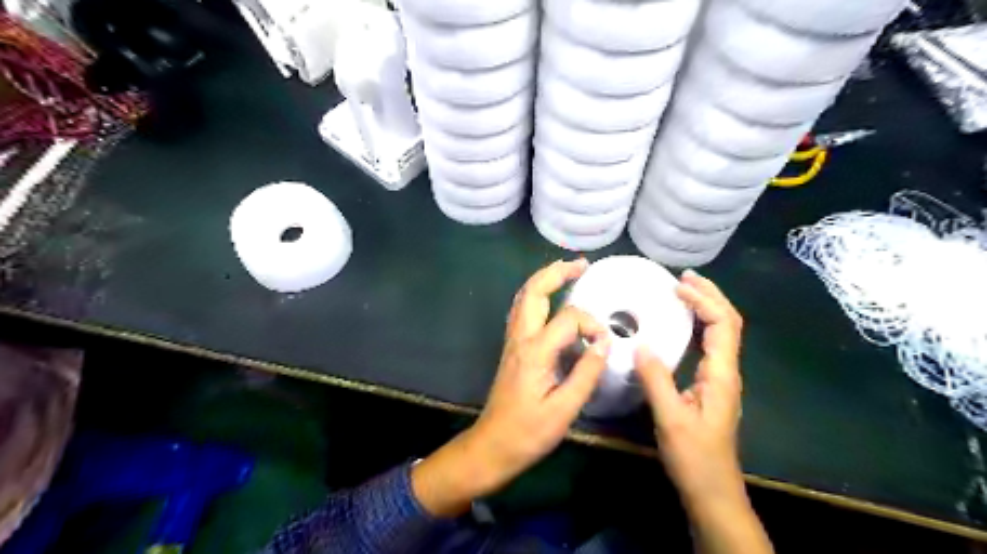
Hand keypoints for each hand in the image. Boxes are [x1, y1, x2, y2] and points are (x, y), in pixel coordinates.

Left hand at [410, 261, 610, 515]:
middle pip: (534, 291)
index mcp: (535, 351)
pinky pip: (523, 311)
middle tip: (582, 265)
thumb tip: (605, 343)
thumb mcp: (564, 409)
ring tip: (569, 272)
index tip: (605, 344)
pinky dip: (537, 295)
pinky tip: (551, 300)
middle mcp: (520, 338)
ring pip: (524, 297)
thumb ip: (586, 373)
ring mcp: (512, 341)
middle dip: (557, 272)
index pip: (568, 318)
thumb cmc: (528, 433)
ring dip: (545, 279)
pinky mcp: (512, 348)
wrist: (492, 446)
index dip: (592, 324)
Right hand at [637, 271, 743, 507]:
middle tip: (683, 278)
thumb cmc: (693, 457)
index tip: (677, 287)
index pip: (723, 325)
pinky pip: (708, 346)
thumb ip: (656, 379)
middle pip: (728, 322)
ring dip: (705, 307)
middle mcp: (726, 371)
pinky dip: (697, 326)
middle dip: (710, 295)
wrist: (711, 490)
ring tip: (682, 291)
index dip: (704, 300)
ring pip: (720, 333)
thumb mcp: (670, 418)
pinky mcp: (710, 386)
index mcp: (721, 375)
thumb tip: (640, 344)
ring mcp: (720, 379)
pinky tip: (680, 324)